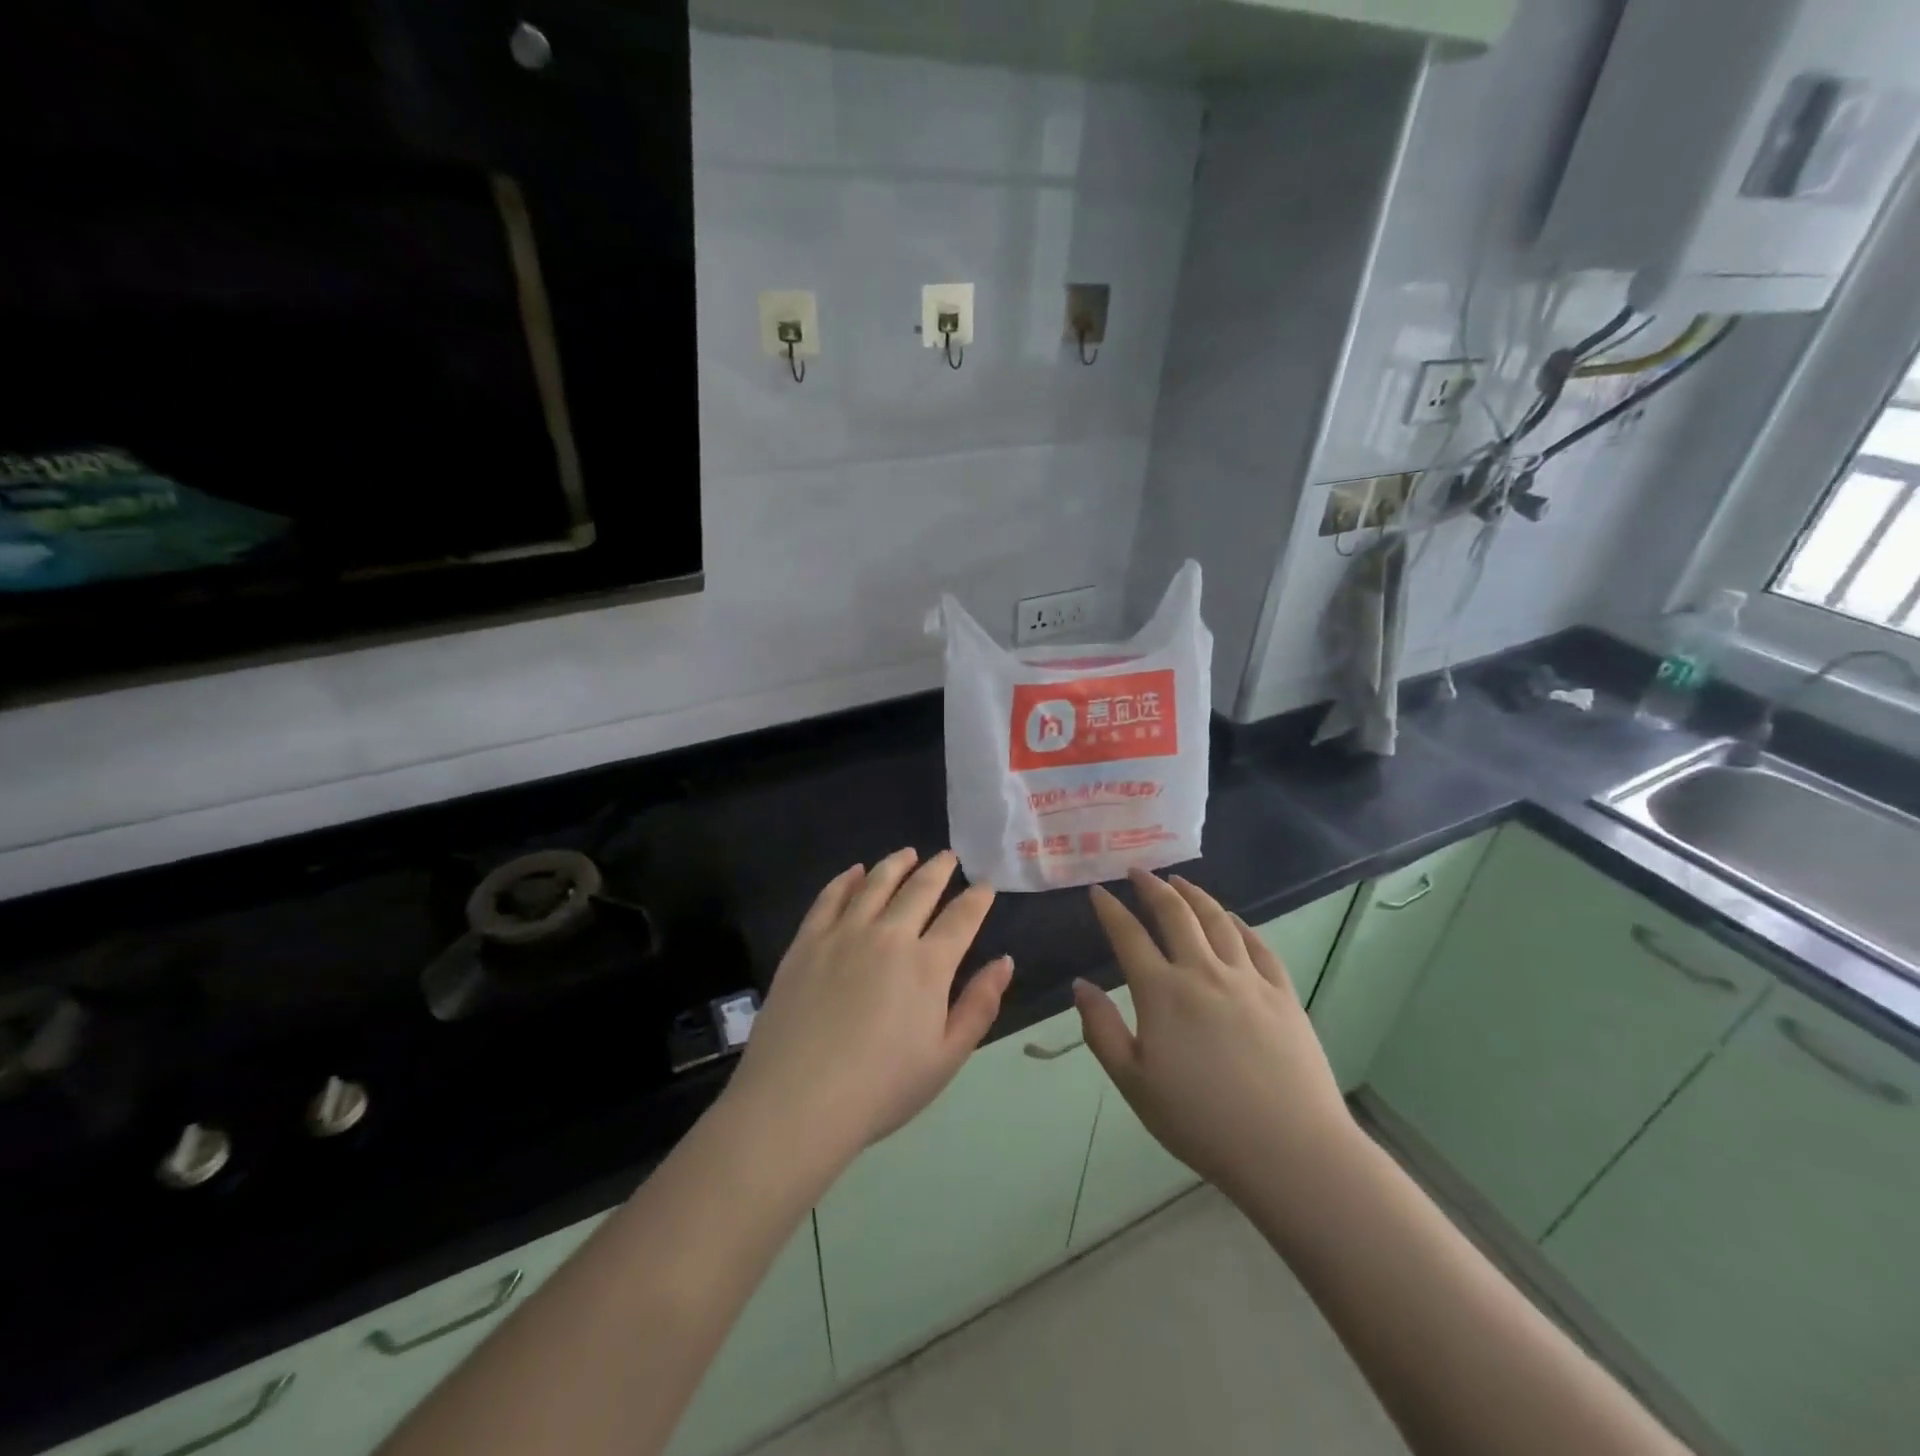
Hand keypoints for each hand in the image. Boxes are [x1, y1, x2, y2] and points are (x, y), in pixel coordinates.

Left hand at [725, 849, 1012, 1169]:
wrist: (797, 1101)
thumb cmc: (880, 1089)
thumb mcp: (945, 1058)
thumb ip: (979, 1005)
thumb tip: (1004, 962)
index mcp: (928, 965)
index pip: (961, 918)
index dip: (977, 898)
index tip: (985, 885)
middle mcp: (889, 936)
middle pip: (920, 889)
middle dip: (939, 869)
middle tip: (949, 857)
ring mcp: (844, 933)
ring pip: (876, 883)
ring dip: (896, 864)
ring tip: (908, 853)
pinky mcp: (807, 941)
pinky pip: (830, 896)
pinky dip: (846, 879)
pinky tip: (855, 872)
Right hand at [1076, 870, 1356, 1200]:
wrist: (1288, 1149)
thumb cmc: (1200, 1121)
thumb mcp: (1133, 1083)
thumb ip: (1101, 1030)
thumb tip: (1080, 985)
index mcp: (1162, 992)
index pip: (1128, 935)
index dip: (1110, 909)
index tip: (1098, 891)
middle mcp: (1203, 972)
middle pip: (1175, 914)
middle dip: (1152, 887)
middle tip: (1138, 871)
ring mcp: (1248, 979)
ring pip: (1218, 920)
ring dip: (1195, 895)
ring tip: (1180, 881)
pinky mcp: (1282, 994)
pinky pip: (1258, 945)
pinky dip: (1240, 924)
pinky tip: (1232, 919)